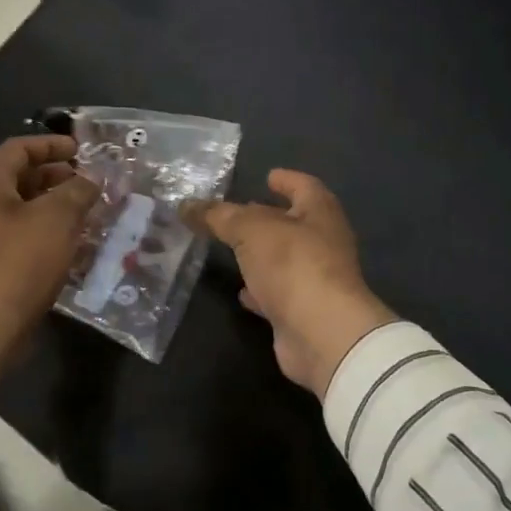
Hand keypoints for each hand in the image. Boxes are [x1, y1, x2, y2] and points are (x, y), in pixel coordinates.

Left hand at [0, 136, 98, 387]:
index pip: (17, 149)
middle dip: (53, 177)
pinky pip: (13, 237)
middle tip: (86, 184)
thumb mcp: (56, 220)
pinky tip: (65, 247)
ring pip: (16, 210)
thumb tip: (91, 179)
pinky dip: (40, 233)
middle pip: (15, 179)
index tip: (81, 150)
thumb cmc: (18, 264)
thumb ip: (77, 191)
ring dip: (49, 207)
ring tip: (82, 215)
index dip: (51, 144)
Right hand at [196, 169, 395, 399]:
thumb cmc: (293, 265)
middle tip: (236, 214)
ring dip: (261, 255)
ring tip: (231, 250)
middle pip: (294, 224)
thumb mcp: (249, 229)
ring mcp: (316, 280)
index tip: (268, 177)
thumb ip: (218, 216)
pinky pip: (278, 294)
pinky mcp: (304, 312)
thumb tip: (186, 205)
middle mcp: (324, 243)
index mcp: (320, 213)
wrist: (322, 334)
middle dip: (267, 218)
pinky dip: (261, 290)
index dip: (287, 180)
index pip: (305, 186)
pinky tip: (241, 292)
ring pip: (284, 260)